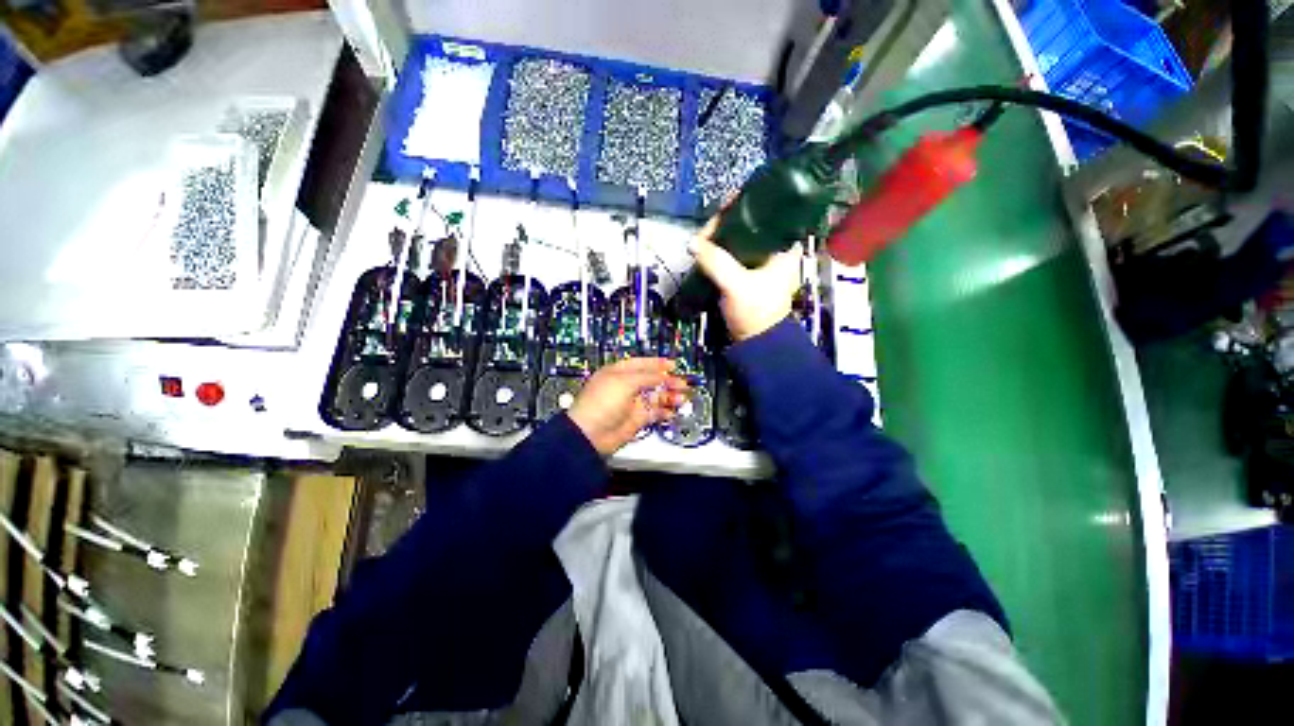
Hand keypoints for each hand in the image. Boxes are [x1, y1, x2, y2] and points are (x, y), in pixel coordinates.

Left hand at [568, 358, 689, 455]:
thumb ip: (646, 377)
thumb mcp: (625, 382)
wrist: (591, 434)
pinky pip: (654, 413)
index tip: (672, 364)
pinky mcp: (636, 419)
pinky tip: (672, 410)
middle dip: (667, 381)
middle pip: (651, 381)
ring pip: (655, 397)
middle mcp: (626, 387)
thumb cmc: (601, 402)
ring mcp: (631, 403)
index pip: (641, 364)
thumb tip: (662, 375)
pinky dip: (664, 411)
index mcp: (619, 373)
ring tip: (682, 398)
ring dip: (669, 396)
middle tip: (682, 383)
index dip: (657, 364)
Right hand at [689, 215, 802, 341]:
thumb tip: (693, 243)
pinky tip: (706, 250)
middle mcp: (774, 249)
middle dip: (726, 224)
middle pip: (749, 224)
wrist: (756, 342)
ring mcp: (760, 261)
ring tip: (702, 240)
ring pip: (738, 239)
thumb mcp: (737, 285)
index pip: (767, 212)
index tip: (724, 208)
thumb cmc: (757, 311)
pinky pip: (731, 254)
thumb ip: (716, 262)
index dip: (745, 205)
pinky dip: (719, 251)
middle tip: (706, 232)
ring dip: (720, 238)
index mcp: (785, 246)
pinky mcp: (747, 273)